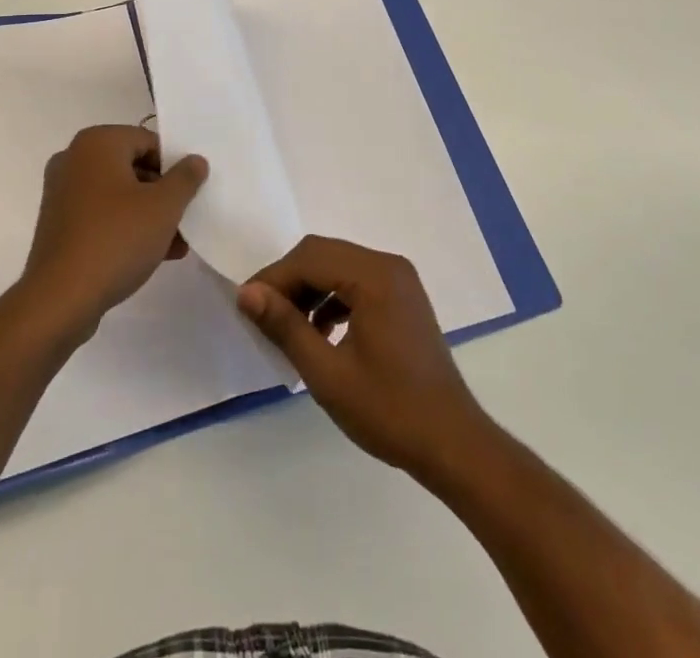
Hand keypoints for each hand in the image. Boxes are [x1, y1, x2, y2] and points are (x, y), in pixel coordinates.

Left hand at [22, 125, 207, 339]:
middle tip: (185, 219)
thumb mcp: (164, 206)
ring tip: (176, 244)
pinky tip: (152, 255)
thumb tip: (195, 160)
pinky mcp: (58, 224)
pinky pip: (100, 215)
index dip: (174, 166)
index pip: (148, 141)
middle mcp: (74, 159)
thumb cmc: (116, 239)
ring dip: (148, 215)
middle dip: (163, 194)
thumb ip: (185, 178)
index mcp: (97, 143)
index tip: (190, 193)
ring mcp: (62, 192)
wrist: (60, 299)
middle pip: (132, 167)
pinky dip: (125, 227)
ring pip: (118, 195)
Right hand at [237, 235, 490, 478]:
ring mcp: (400, 281)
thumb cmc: (389, 411)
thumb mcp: (327, 373)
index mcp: (375, 276)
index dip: (273, 278)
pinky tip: (320, 333)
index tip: (247, 308)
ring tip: (288, 328)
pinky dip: (332, 300)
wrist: (454, 445)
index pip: (310, 257)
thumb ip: (285, 326)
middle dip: (289, 282)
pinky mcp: (403, 298)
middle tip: (263, 317)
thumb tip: (246, 293)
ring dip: (309, 290)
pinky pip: (356, 283)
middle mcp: (389, 265)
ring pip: (338, 267)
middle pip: (324, 255)